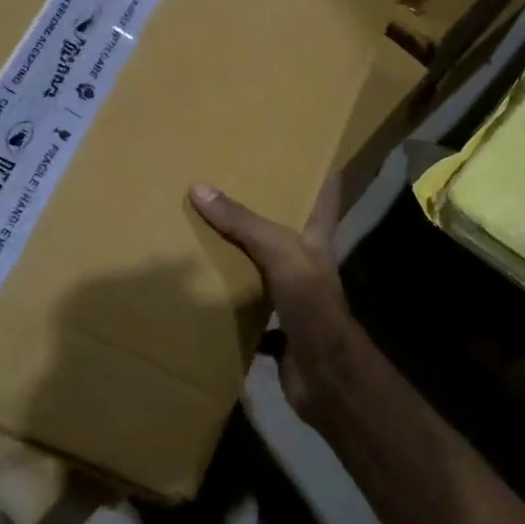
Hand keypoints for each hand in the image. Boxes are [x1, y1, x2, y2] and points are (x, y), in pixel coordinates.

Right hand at [189, 181, 358, 426]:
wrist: (324, 374)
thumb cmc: (311, 305)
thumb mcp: (280, 253)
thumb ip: (244, 223)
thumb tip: (198, 187)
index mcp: (316, 240)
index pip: (325, 196)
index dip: (322, 172)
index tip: (308, 148)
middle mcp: (307, 266)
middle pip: (289, 231)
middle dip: (267, 211)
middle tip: (232, 185)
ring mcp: (294, 299)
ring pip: (265, 269)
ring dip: (242, 257)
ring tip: (205, 233)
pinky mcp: (278, 328)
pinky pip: (248, 310)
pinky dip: (229, 304)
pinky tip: (203, 294)